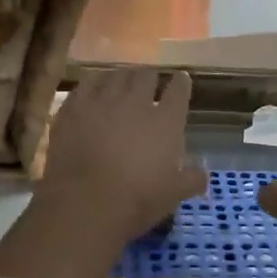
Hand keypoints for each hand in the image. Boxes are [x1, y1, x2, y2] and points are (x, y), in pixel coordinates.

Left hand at [39, 69, 207, 244]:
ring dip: (122, 76)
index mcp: (165, 121)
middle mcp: (135, 102)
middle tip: (149, 81)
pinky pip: (86, 84)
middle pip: (146, 75)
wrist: (85, 203)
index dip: (181, 82)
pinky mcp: (73, 108)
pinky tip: (94, 87)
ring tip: (121, 80)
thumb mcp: (173, 194)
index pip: (178, 90)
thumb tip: (203, 175)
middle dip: (150, 76)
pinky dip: (94, 82)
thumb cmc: (137, 199)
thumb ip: (191, 180)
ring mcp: (102, 101)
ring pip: (115, 74)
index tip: (181, 79)